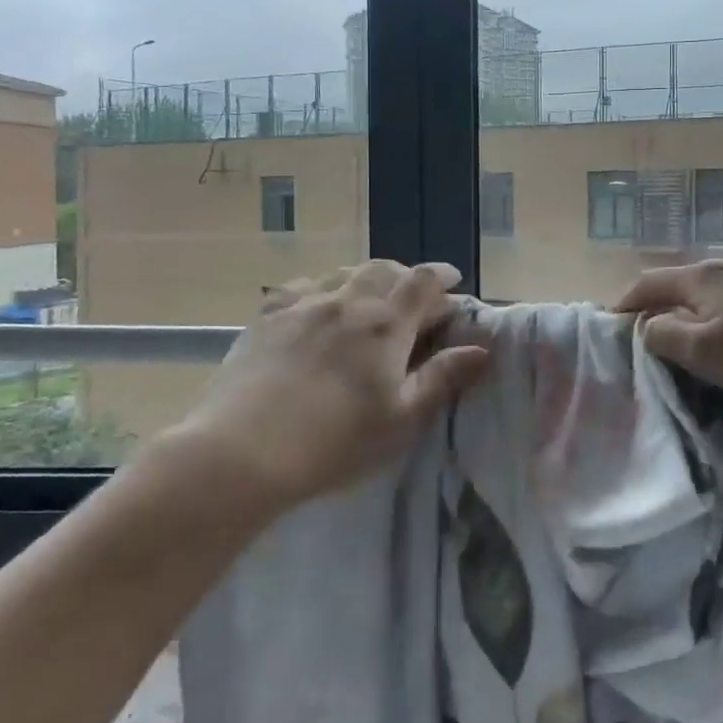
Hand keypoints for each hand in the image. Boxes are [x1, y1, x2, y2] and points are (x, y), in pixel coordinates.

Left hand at [173, 260, 489, 507]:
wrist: (240, 453)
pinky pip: (302, 286)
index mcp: (386, 324)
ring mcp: (303, 306)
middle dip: (406, 277)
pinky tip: (317, 305)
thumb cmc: (335, 442)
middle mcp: (348, 301)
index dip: (443, 276)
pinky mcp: (266, 318)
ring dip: (365, 279)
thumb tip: (482, 349)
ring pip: (343, 273)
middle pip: (384, 269)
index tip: (455, 282)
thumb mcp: (401, 419)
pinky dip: (322, 288)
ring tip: (369, 299)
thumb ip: (442, 378)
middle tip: (414, 297)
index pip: (424, 281)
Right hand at [614, 256, 722, 415]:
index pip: (648, 283)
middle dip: (661, 307)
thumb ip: (665, 335)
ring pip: (717, 289)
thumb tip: (647, 325)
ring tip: (698, 337)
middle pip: (682, 282)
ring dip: (698, 310)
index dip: (624, 304)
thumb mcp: (708, 353)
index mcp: (704, 276)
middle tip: (653, 339)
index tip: (611, 326)